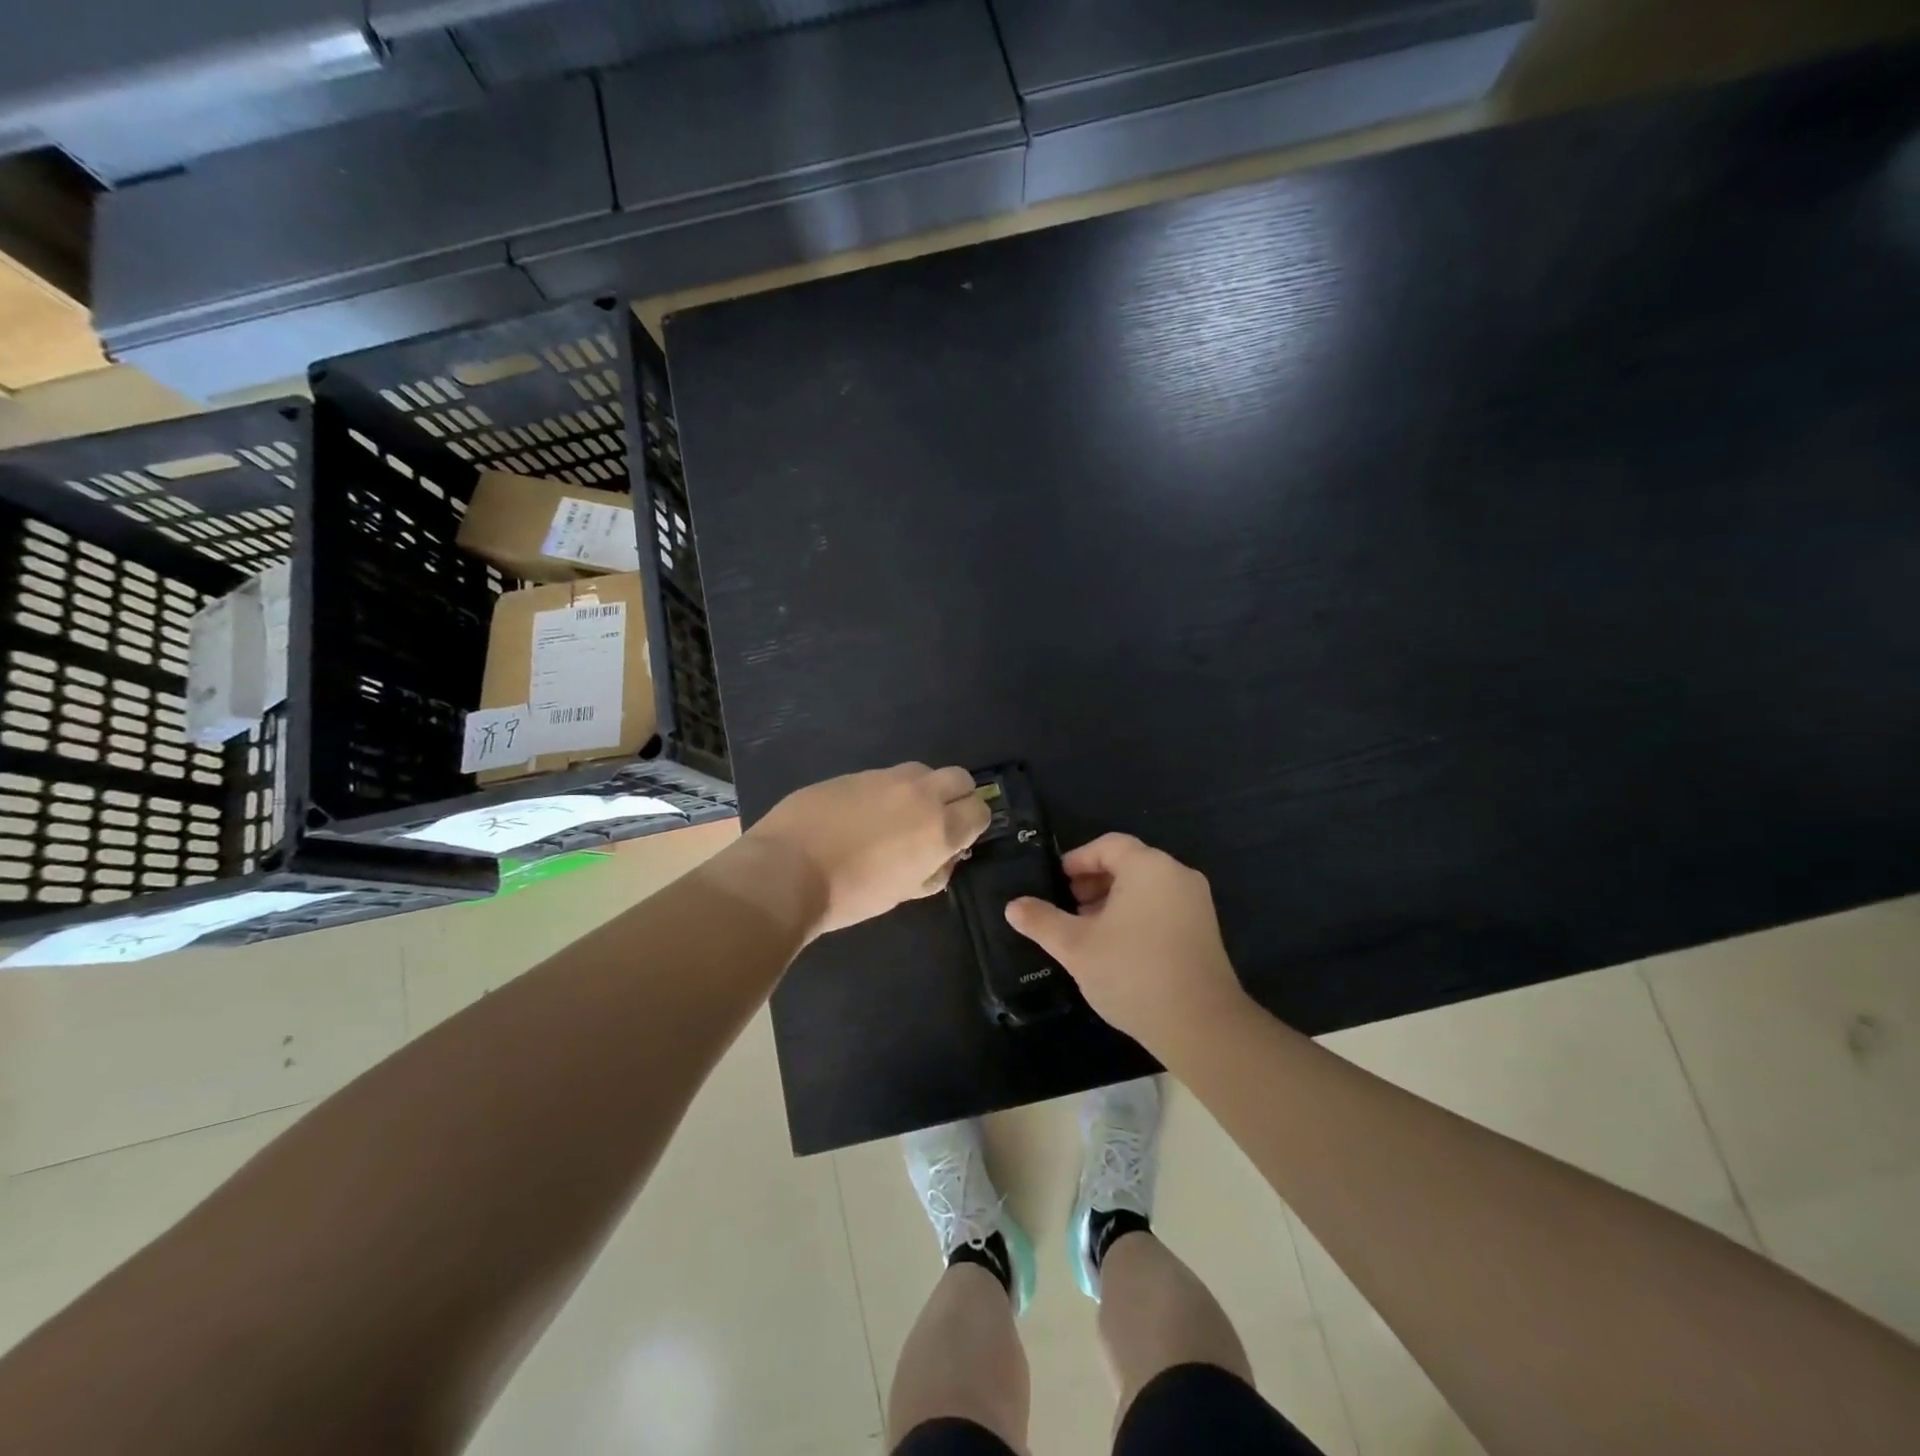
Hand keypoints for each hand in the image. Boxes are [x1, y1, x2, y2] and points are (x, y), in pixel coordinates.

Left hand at [747, 763, 990, 937]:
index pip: (980, 810)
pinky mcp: (854, 773)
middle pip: (959, 778)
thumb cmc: (851, 894)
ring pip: (921, 772)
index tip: (957, 840)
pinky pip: (884, 777)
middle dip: (956, 797)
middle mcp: (920, 793)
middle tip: (935, 822)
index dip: (972, 825)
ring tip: (896, 817)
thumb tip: (943, 858)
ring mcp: (885, 777)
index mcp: (939, 827)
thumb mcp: (903, 893)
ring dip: (921, 790)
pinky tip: (860, 815)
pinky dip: (885, 791)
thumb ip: (933, 871)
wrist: (787, 870)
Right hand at [1004, 833, 1248, 1045]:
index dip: (1077, 859)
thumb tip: (1013, 906)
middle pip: (1128, 863)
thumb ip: (1042, 921)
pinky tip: (1117, 948)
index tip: (1056, 882)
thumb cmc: (1132, 973)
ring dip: (1112, 901)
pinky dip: (1136, 915)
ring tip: (1087, 931)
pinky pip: (1163, 907)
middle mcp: (1177, 875)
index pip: (1108, 845)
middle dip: (1093, 882)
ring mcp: (1196, 903)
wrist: (1200, 1026)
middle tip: (1067, 907)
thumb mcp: (1076, 946)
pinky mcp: (1204, 930)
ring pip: (1145, 888)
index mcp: (1149, 867)